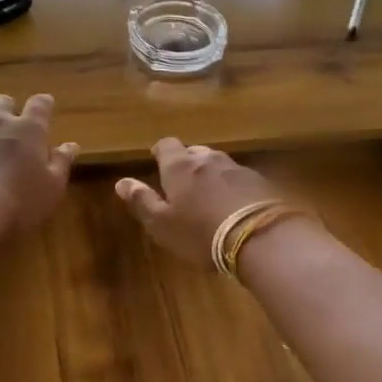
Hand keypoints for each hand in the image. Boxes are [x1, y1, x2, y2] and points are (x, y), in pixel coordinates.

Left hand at [0, 94, 77, 229]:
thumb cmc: (18, 202)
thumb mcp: (52, 188)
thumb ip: (61, 163)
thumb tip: (71, 145)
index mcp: (29, 130)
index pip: (40, 105)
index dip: (43, 105)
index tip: (45, 106)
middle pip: (3, 103)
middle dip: (7, 110)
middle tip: (10, 129)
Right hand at [115, 138, 278, 264]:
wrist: (259, 237)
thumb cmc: (200, 232)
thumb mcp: (162, 224)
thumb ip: (141, 201)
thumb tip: (121, 181)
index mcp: (179, 167)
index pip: (166, 145)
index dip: (160, 152)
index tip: (157, 161)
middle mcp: (208, 159)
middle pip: (194, 152)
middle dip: (187, 163)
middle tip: (182, 183)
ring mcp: (237, 168)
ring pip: (218, 163)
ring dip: (211, 174)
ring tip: (208, 194)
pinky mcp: (260, 182)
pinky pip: (239, 178)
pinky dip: (232, 186)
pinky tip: (234, 204)